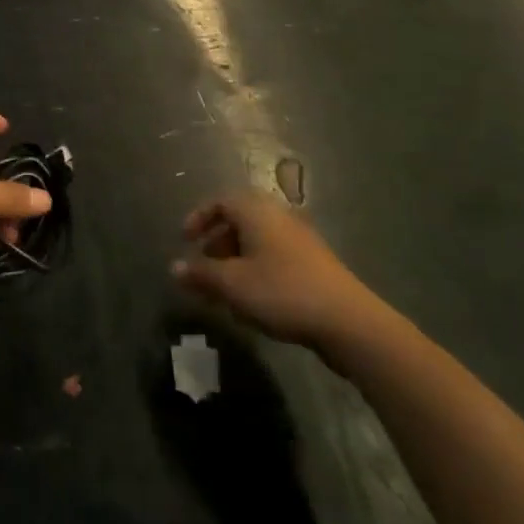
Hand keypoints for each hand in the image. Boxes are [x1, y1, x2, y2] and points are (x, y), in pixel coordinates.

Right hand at [171, 194, 380, 357]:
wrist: (348, 322)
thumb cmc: (282, 292)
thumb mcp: (233, 284)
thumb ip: (201, 274)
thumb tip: (174, 267)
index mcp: (256, 211)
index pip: (220, 201)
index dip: (199, 218)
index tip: (185, 241)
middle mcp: (278, 216)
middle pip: (239, 221)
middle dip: (216, 244)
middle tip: (203, 268)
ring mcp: (300, 239)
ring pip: (257, 241)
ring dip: (235, 261)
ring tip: (225, 291)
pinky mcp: (315, 263)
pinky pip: (274, 256)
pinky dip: (256, 270)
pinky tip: (254, 302)